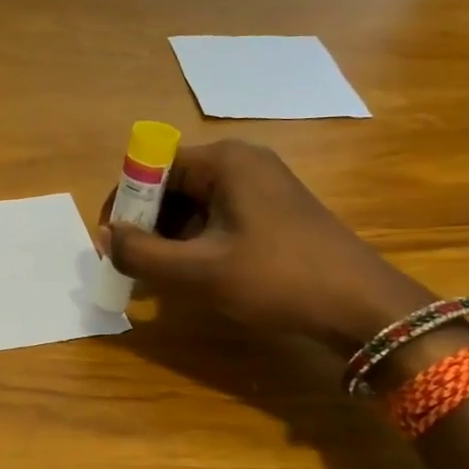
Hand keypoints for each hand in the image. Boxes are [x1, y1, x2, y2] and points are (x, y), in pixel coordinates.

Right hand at [100, 140, 433, 354]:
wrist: (362, 308)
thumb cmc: (276, 279)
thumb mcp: (198, 271)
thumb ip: (141, 254)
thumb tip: (105, 237)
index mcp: (224, 161)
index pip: (152, 166)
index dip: (125, 201)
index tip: (113, 241)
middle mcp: (242, 162)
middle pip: (172, 184)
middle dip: (146, 223)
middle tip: (133, 264)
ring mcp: (261, 185)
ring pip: (193, 204)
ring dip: (169, 237)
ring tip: (160, 276)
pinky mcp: (273, 211)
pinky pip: (217, 217)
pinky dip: (196, 242)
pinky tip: (194, 274)